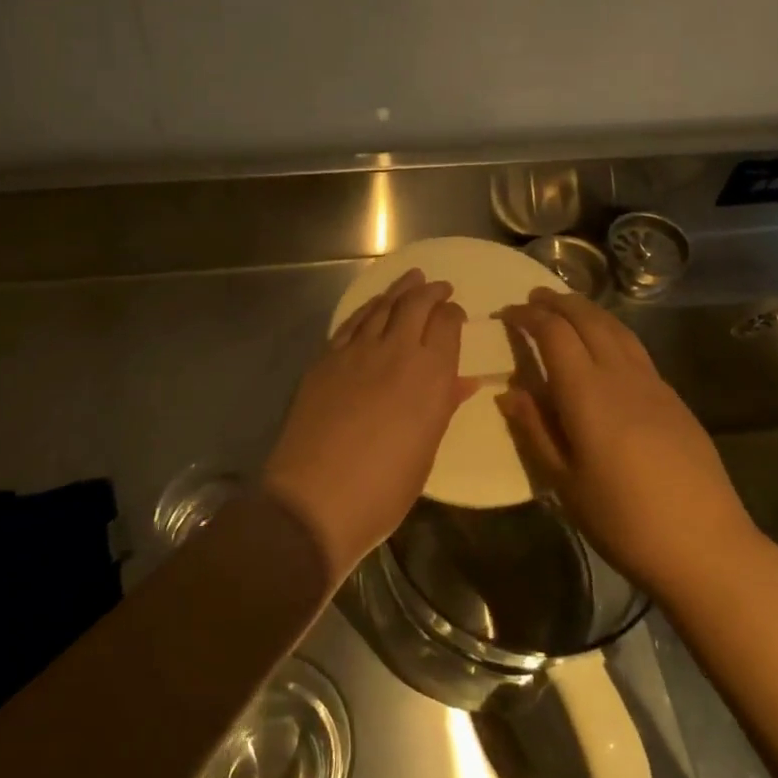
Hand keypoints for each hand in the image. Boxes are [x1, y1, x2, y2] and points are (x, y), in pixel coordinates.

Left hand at [263, 269, 477, 584]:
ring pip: (382, 306)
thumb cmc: (384, 488)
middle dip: (431, 291)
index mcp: (430, 374)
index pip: (447, 323)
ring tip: (412, 279)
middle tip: (440, 286)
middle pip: (415, 304)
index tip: (456, 314)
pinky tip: (373, 306)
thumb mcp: (426, 450)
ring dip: (400, 289)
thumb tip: (463, 381)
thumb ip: (443, 406)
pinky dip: (367, 308)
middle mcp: (396, 351)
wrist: (315, 498)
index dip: (453, 314)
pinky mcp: (326, 358)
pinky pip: (352, 322)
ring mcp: (356, 351)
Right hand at [497, 288, 757, 603]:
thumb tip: (510, 393)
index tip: (508, 313)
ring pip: (616, 328)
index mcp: (587, 392)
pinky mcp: (673, 397)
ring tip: (567, 308)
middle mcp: (620, 374)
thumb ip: (536, 431)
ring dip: (588, 310)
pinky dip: (611, 331)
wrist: (705, 545)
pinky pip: (635, 348)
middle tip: (534, 298)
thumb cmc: (623, 519)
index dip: (528, 317)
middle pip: (588, 319)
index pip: (554, 333)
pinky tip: (606, 346)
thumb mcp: (565, 483)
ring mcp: (652, 383)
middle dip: (558, 302)